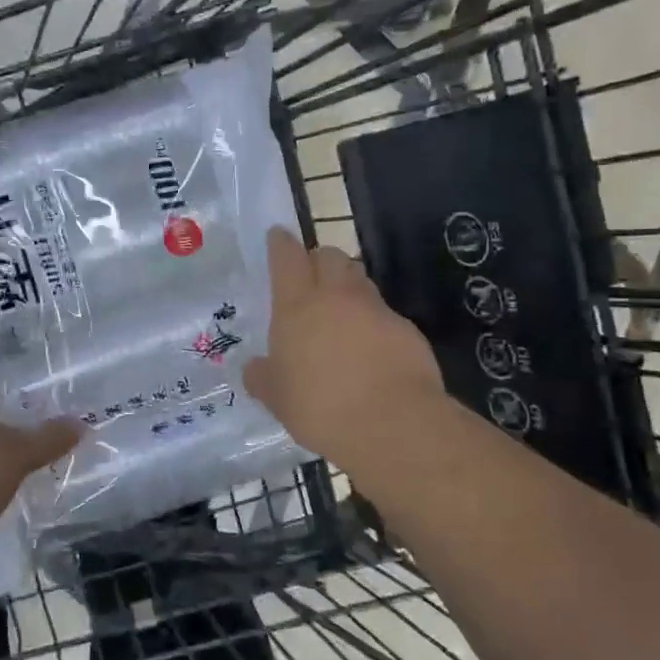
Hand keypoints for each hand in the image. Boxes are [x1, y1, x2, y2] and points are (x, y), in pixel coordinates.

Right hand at [244, 228, 446, 466]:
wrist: (393, 423)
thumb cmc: (321, 408)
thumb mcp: (278, 399)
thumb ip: (263, 378)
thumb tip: (253, 368)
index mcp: (297, 306)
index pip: (287, 257)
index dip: (281, 244)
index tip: (278, 236)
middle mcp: (336, 296)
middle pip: (329, 256)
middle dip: (319, 260)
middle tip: (311, 279)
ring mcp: (375, 309)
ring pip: (359, 280)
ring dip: (348, 287)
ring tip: (340, 314)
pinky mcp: (405, 329)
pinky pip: (384, 314)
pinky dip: (374, 322)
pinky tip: (370, 349)